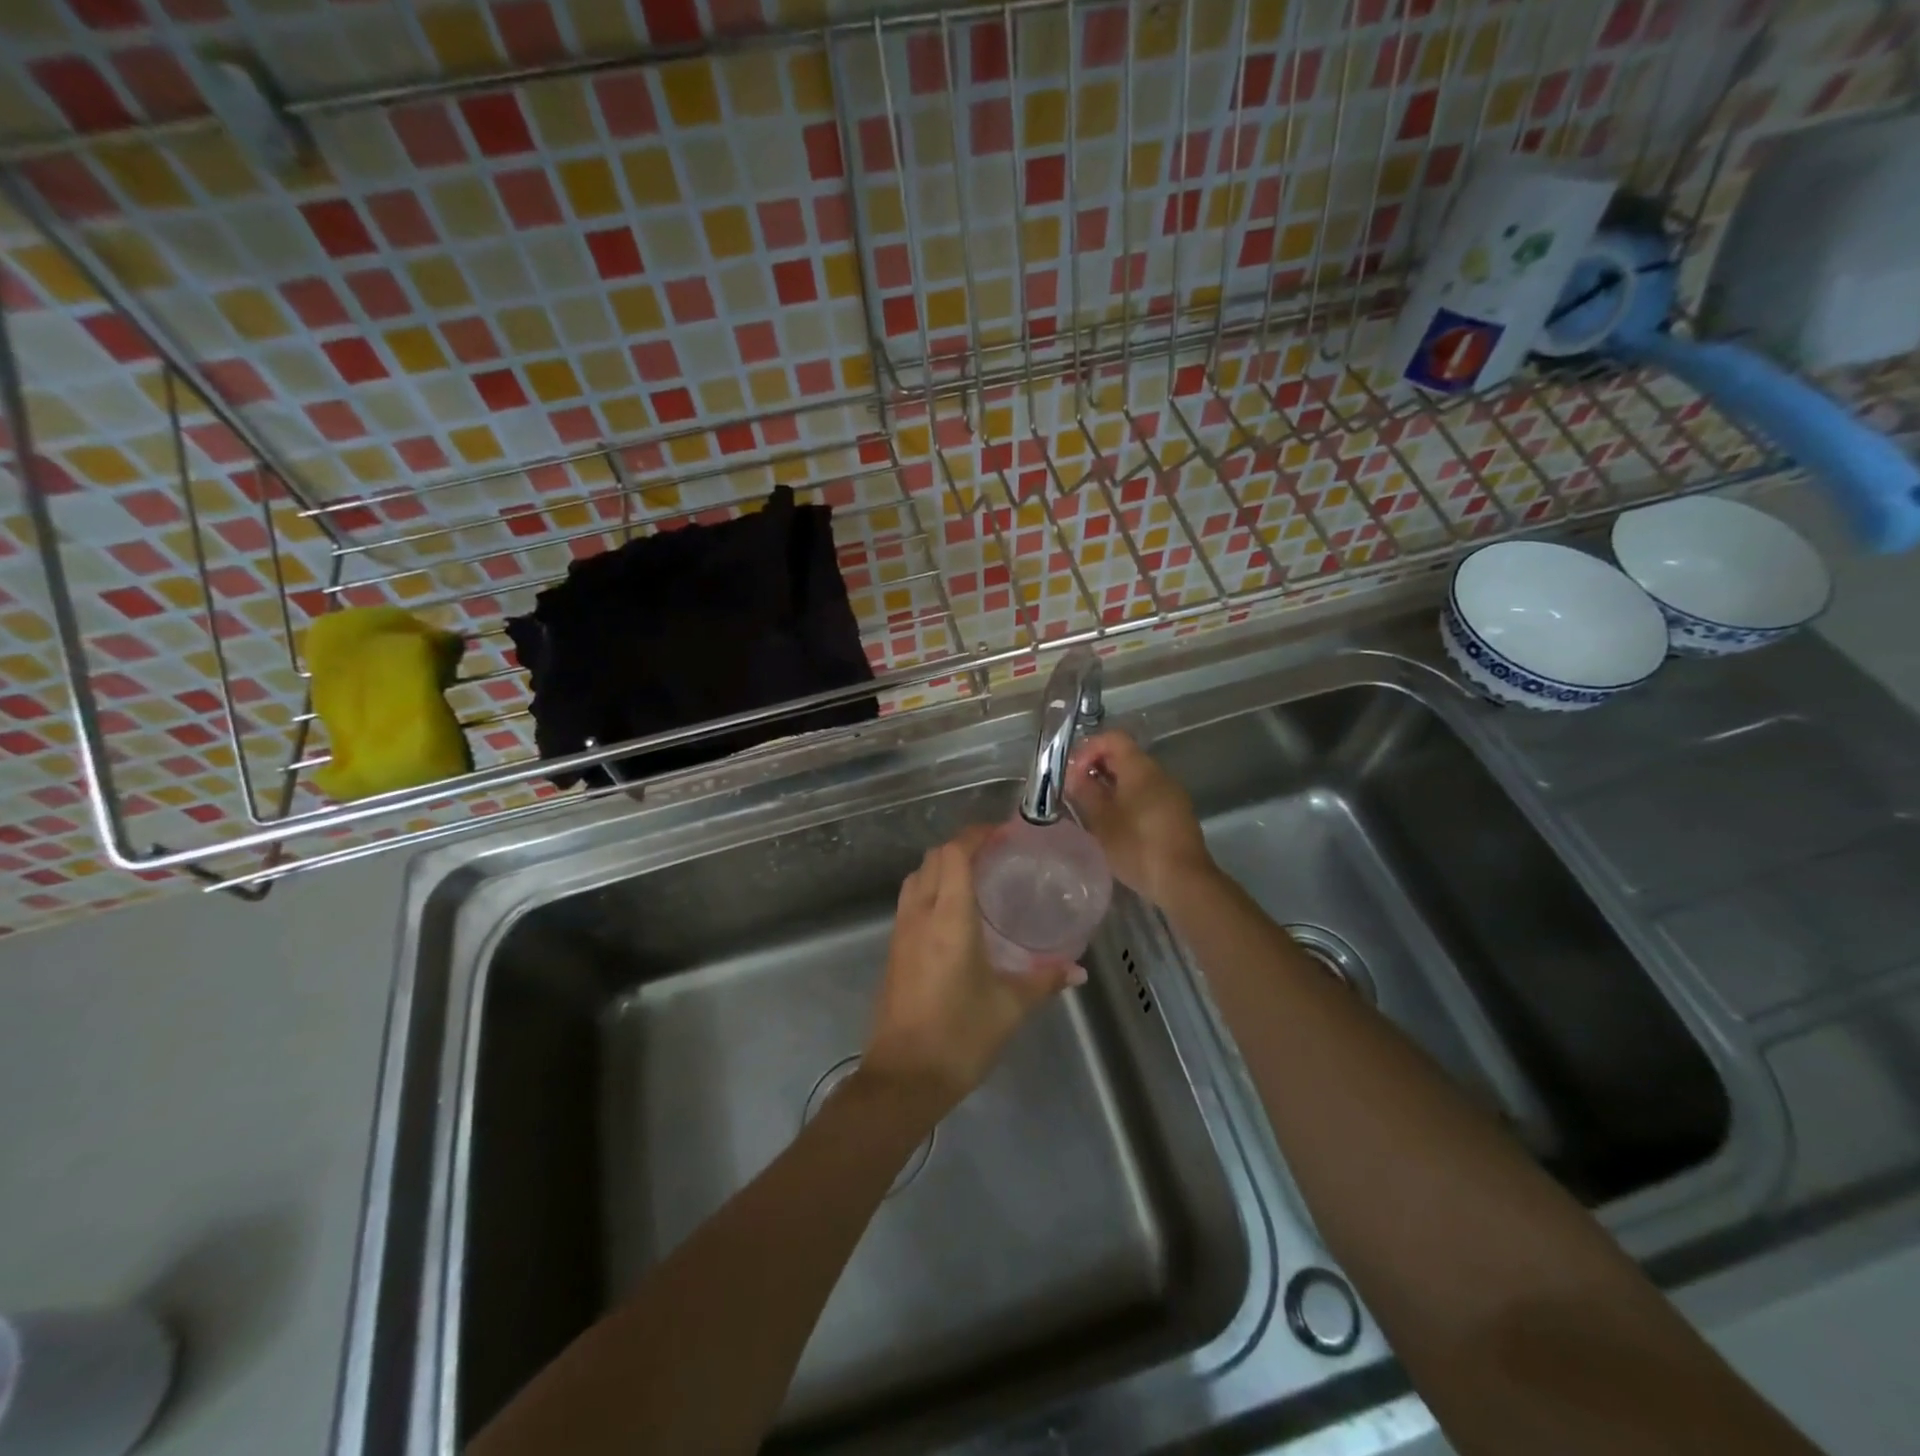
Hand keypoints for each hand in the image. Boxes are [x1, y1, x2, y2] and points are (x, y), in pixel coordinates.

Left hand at [862, 827, 1080, 1114]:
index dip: (976, 835)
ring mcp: (900, 932)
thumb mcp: (1009, 1008)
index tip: (1003, 834)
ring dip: (942, 867)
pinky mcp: (893, 950)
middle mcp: (919, 915)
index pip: (954, 854)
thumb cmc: (959, 1037)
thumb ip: (1044, 981)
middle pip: (933, 858)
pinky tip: (955, 915)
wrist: (903, 1078)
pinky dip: (931, 890)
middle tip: (996, 856)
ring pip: (916, 878)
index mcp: (948, 918)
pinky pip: (910, 901)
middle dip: (961, 847)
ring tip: (977, 879)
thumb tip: (1077, 970)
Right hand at [1066, 732, 1217, 909]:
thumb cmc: (1137, 846)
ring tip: (1092, 809)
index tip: (1072, 773)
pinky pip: (1147, 795)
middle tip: (1076, 791)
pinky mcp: (1177, 814)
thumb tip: (1074, 776)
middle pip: (1124, 756)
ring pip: (1135, 777)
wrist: (1183, 880)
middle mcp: (1159, 774)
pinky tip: (1115, 824)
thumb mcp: (1102, 820)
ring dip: (1111, 786)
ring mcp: (1171, 794)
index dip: (1088, 749)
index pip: (1113, 738)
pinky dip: (1127, 800)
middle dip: (1097, 768)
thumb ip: (1085, 792)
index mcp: (1141, 768)